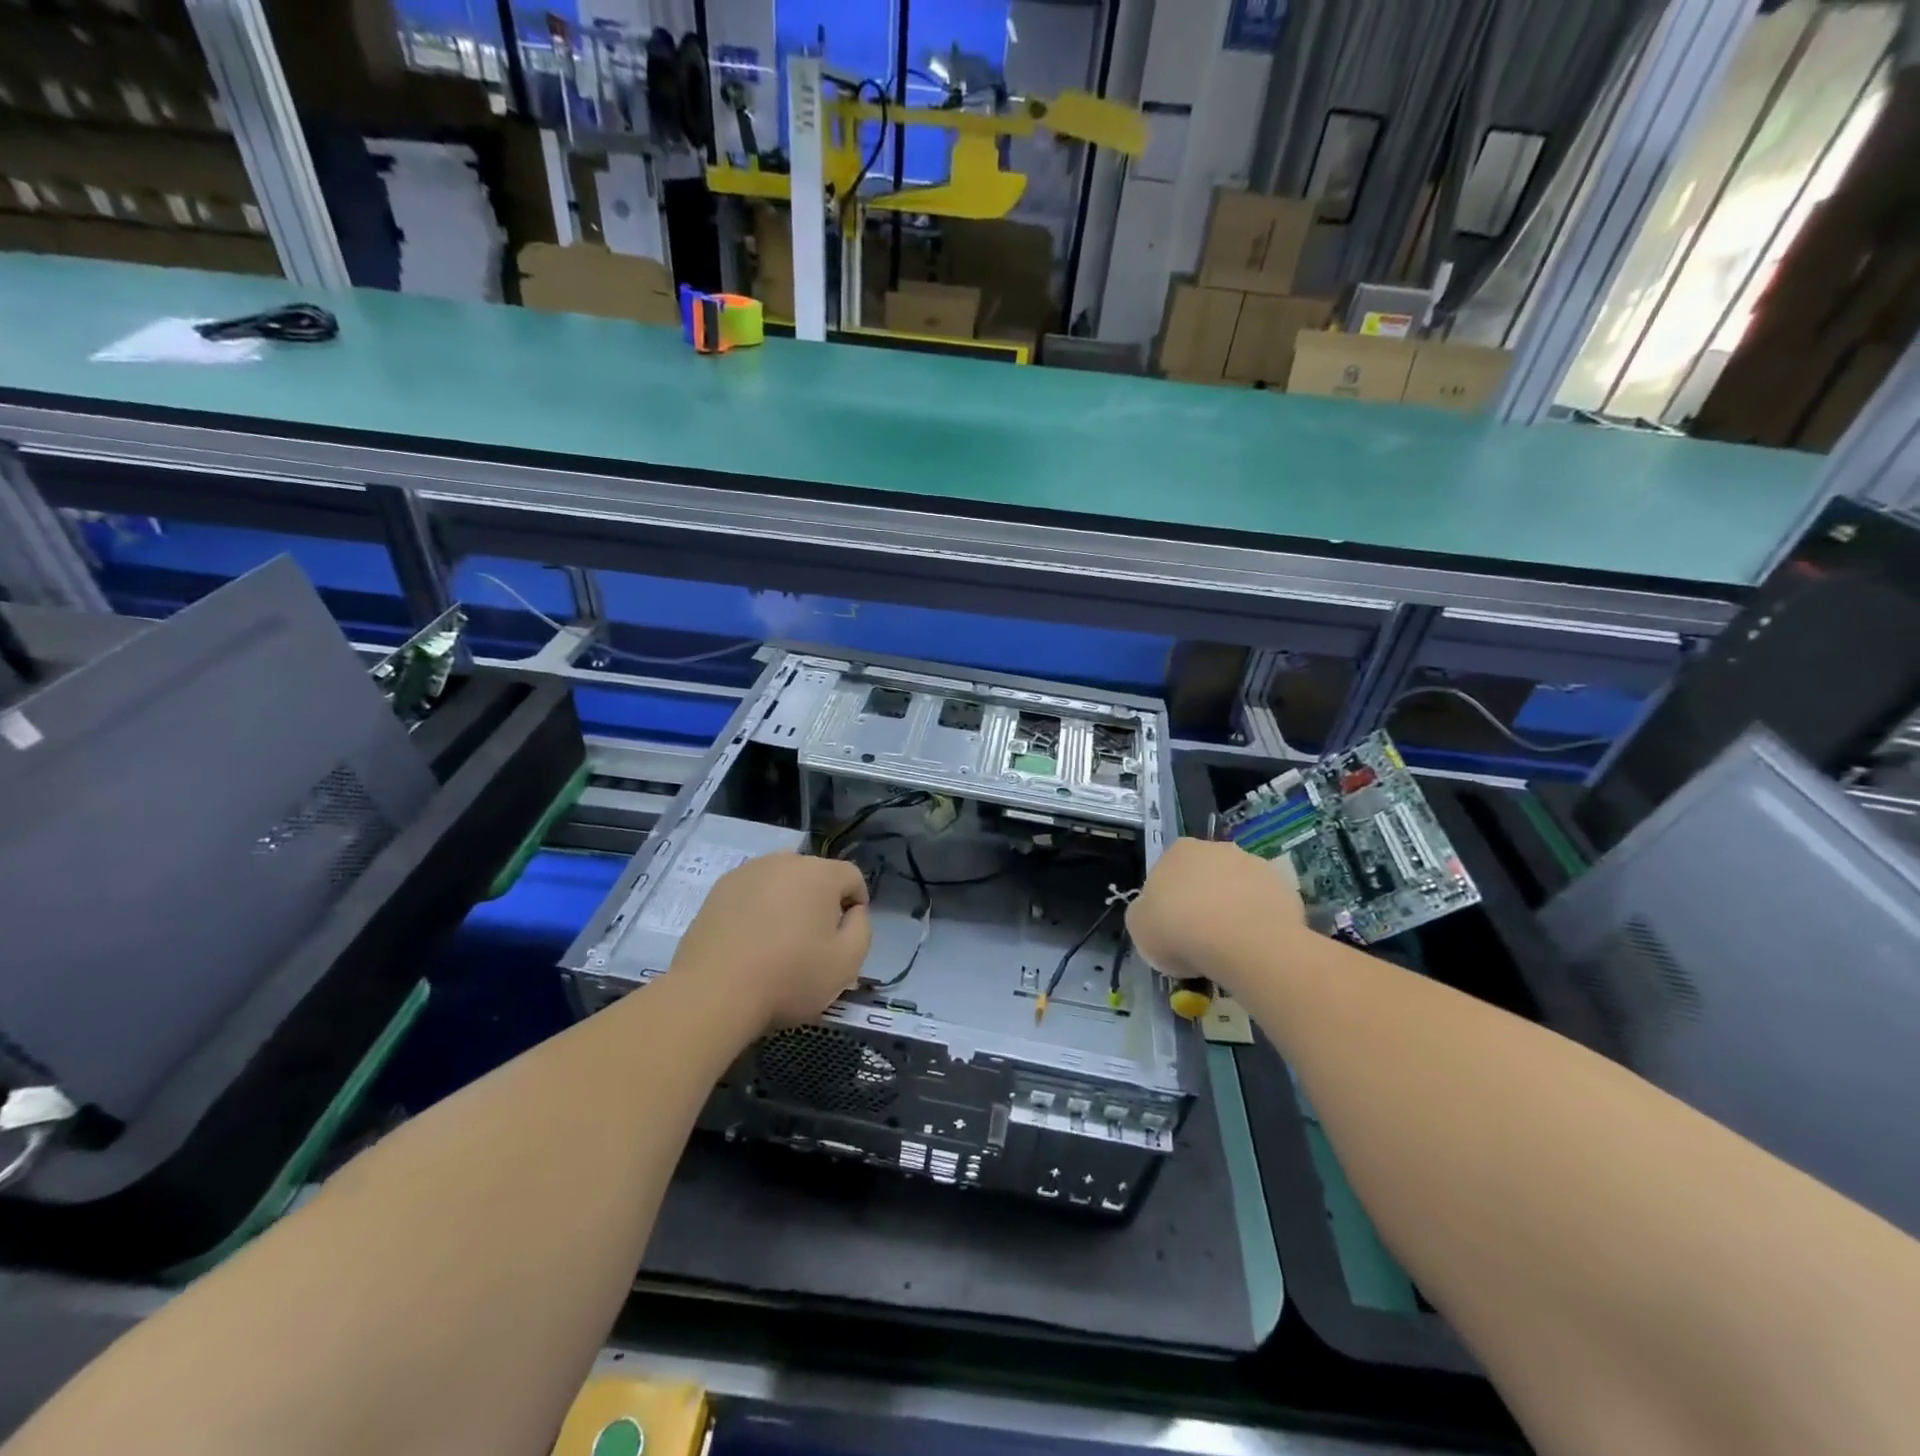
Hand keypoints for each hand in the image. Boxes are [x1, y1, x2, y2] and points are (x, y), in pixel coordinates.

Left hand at [668, 853, 871, 1031]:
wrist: (714, 992)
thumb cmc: (789, 977)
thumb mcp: (847, 962)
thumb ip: (862, 928)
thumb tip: (853, 911)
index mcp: (820, 873)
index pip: (852, 876)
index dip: (856, 903)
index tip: (845, 934)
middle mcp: (785, 861)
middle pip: (816, 875)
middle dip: (821, 901)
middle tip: (813, 940)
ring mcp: (748, 872)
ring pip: (782, 882)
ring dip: (788, 902)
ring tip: (779, 941)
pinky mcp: (719, 889)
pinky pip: (753, 892)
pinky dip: (758, 908)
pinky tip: (750, 940)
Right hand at [1126, 838, 1304, 993]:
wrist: (1242, 943)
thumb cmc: (1179, 929)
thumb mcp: (1139, 926)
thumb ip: (1144, 913)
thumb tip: (1153, 913)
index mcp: (1177, 851)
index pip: (1168, 871)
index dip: (1168, 900)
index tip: (1171, 927)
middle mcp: (1217, 848)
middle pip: (1206, 875)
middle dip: (1203, 899)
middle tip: (1200, 936)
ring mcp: (1254, 865)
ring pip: (1238, 888)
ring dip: (1234, 908)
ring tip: (1231, 947)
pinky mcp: (1284, 887)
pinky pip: (1265, 906)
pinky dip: (1260, 922)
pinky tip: (1255, 947)